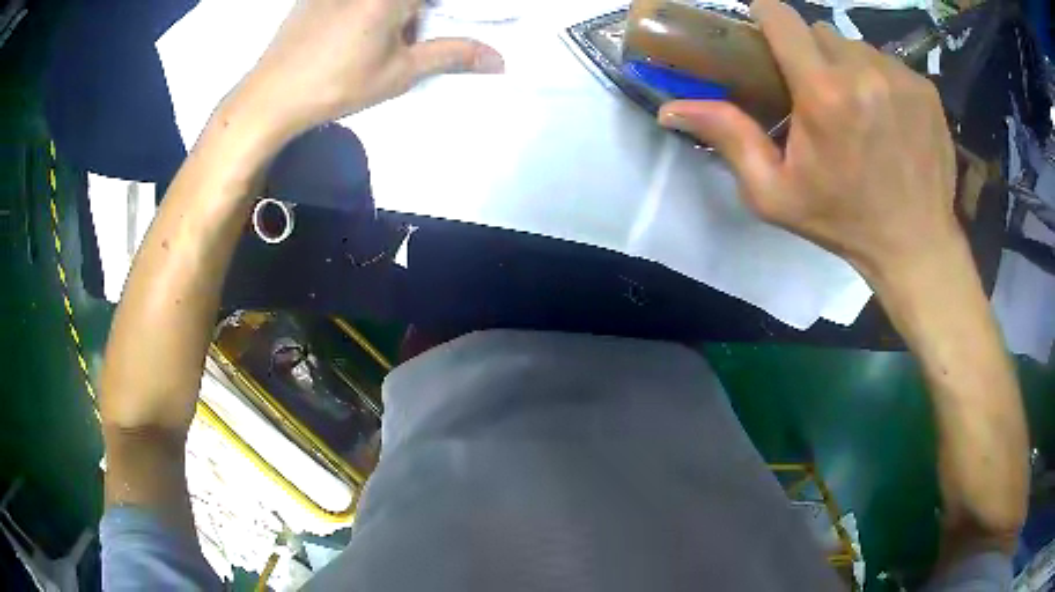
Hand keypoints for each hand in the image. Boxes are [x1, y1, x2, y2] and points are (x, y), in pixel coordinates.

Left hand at [234, 0, 503, 142]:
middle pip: (409, 0)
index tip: (423, 43)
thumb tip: (499, 60)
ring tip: (380, 38)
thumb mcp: (400, 73)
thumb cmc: (337, 85)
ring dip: (395, 14)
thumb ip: (452, 55)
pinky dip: (366, 10)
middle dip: (418, 14)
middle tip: (411, 38)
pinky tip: (351, 32)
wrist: (270, 98)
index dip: (447, 11)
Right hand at [658, 0, 958, 280]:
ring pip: (857, 46)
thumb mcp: (775, 193)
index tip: (765, 35)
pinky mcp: (925, 88)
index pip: (782, 16)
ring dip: (847, 66)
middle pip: (820, 31)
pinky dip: (880, 80)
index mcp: (824, 93)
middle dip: (810, 53)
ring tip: (856, 108)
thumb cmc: (843, 221)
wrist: (916, 245)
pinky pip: (889, 63)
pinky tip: (887, 116)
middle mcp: (864, 71)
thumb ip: (729, 138)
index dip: (766, 17)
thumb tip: (671, 109)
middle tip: (817, 93)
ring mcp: (900, 77)